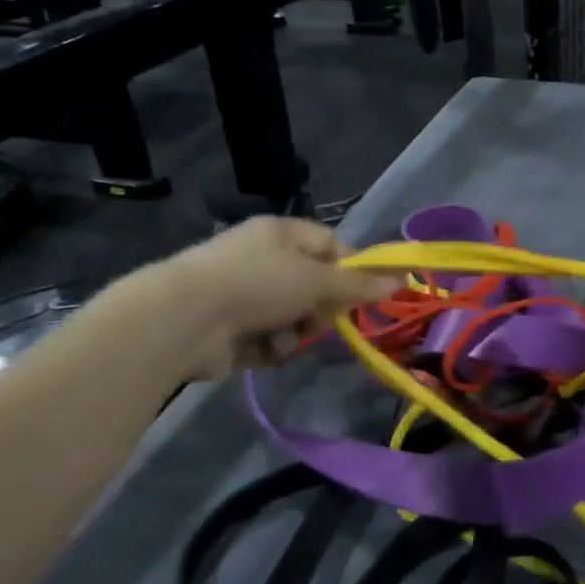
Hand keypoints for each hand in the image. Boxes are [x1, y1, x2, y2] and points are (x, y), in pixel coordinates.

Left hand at [149, 216, 400, 380]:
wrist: (184, 320)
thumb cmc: (258, 283)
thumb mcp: (318, 279)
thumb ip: (360, 284)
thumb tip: (401, 279)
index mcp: (282, 233)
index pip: (330, 244)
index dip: (352, 268)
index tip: (366, 293)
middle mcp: (263, 258)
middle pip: (314, 285)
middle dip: (321, 307)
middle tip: (322, 319)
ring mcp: (243, 294)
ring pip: (293, 316)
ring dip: (295, 331)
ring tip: (283, 338)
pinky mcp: (229, 329)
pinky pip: (268, 339)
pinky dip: (270, 347)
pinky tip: (261, 350)